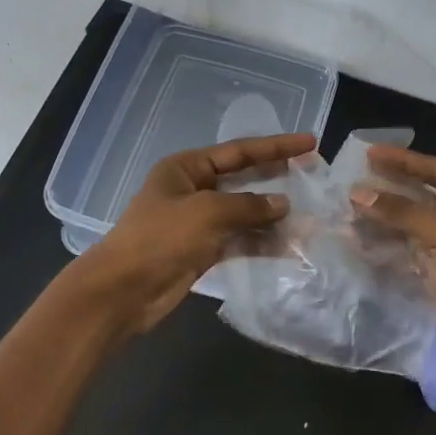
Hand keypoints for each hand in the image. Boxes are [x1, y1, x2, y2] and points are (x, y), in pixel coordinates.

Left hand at [69, 132, 315, 337]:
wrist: (122, 292)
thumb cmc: (160, 239)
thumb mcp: (206, 213)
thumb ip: (248, 206)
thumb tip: (283, 204)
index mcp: (186, 168)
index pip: (239, 151)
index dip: (276, 147)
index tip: (309, 142)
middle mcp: (193, 190)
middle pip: (243, 178)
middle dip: (277, 177)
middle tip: (313, 174)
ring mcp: (198, 222)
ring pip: (244, 212)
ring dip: (273, 216)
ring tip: (309, 217)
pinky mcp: (203, 251)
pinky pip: (239, 239)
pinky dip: (261, 242)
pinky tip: (288, 246)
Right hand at [351, 144, 435, 385]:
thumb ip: (402, 211)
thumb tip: (358, 193)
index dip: (406, 161)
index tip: (371, 154)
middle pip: (426, 197)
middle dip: (394, 186)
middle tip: (358, 176)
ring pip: (414, 226)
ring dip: (387, 216)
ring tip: (353, 206)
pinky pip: (409, 252)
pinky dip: (387, 244)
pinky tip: (362, 237)